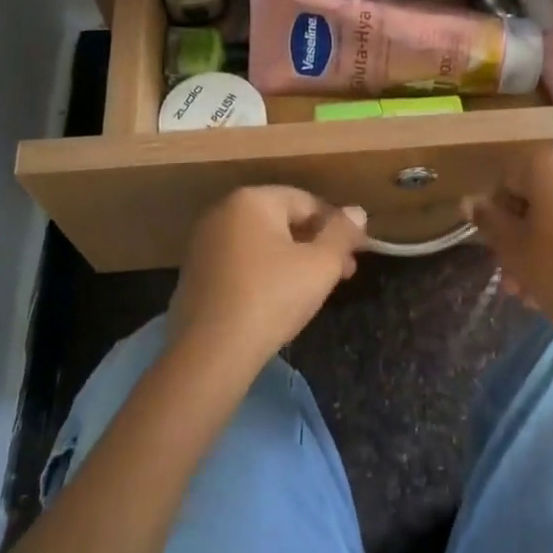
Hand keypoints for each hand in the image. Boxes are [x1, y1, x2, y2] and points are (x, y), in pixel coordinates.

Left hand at [170, 187, 367, 361]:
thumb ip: (342, 233)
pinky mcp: (195, 273)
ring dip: (293, 259)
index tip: (357, 253)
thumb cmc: (272, 297)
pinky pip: (241, 263)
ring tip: (315, 288)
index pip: (307, 202)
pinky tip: (278, 300)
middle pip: (283, 220)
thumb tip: (356, 212)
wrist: (211, 352)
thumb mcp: (321, 265)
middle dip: (316, 244)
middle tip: (343, 273)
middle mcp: (222, 212)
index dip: (338, 226)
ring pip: (262, 243)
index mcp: (252, 200)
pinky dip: (264, 273)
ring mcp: (204, 243)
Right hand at [466, 145, 552, 350]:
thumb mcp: (514, 250)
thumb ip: (489, 221)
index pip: (509, 179)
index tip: (499, 251)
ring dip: (549, 243)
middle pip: (542, 196)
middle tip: (516, 276)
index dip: (498, 216)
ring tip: (540, 289)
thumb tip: (469, 203)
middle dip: (524, 234)